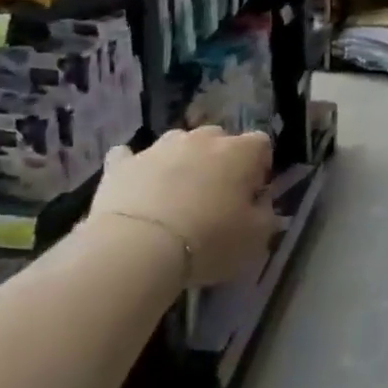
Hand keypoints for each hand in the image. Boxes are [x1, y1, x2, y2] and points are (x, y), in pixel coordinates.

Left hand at [89, 127, 277, 285]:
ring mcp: (159, 147)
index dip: (260, 167)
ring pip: (177, 144)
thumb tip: (260, 203)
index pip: (261, 144)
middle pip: (218, 139)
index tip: (252, 194)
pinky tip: (135, 186)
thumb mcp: (256, 238)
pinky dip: (137, 168)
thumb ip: (266, 214)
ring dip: (181, 162)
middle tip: (215, 196)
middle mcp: (201, 139)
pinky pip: (130, 156)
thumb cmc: (209, 241)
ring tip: (175, 196)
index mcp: (239, 152)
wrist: (138, 248)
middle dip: (220, 161)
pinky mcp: (121, 163)